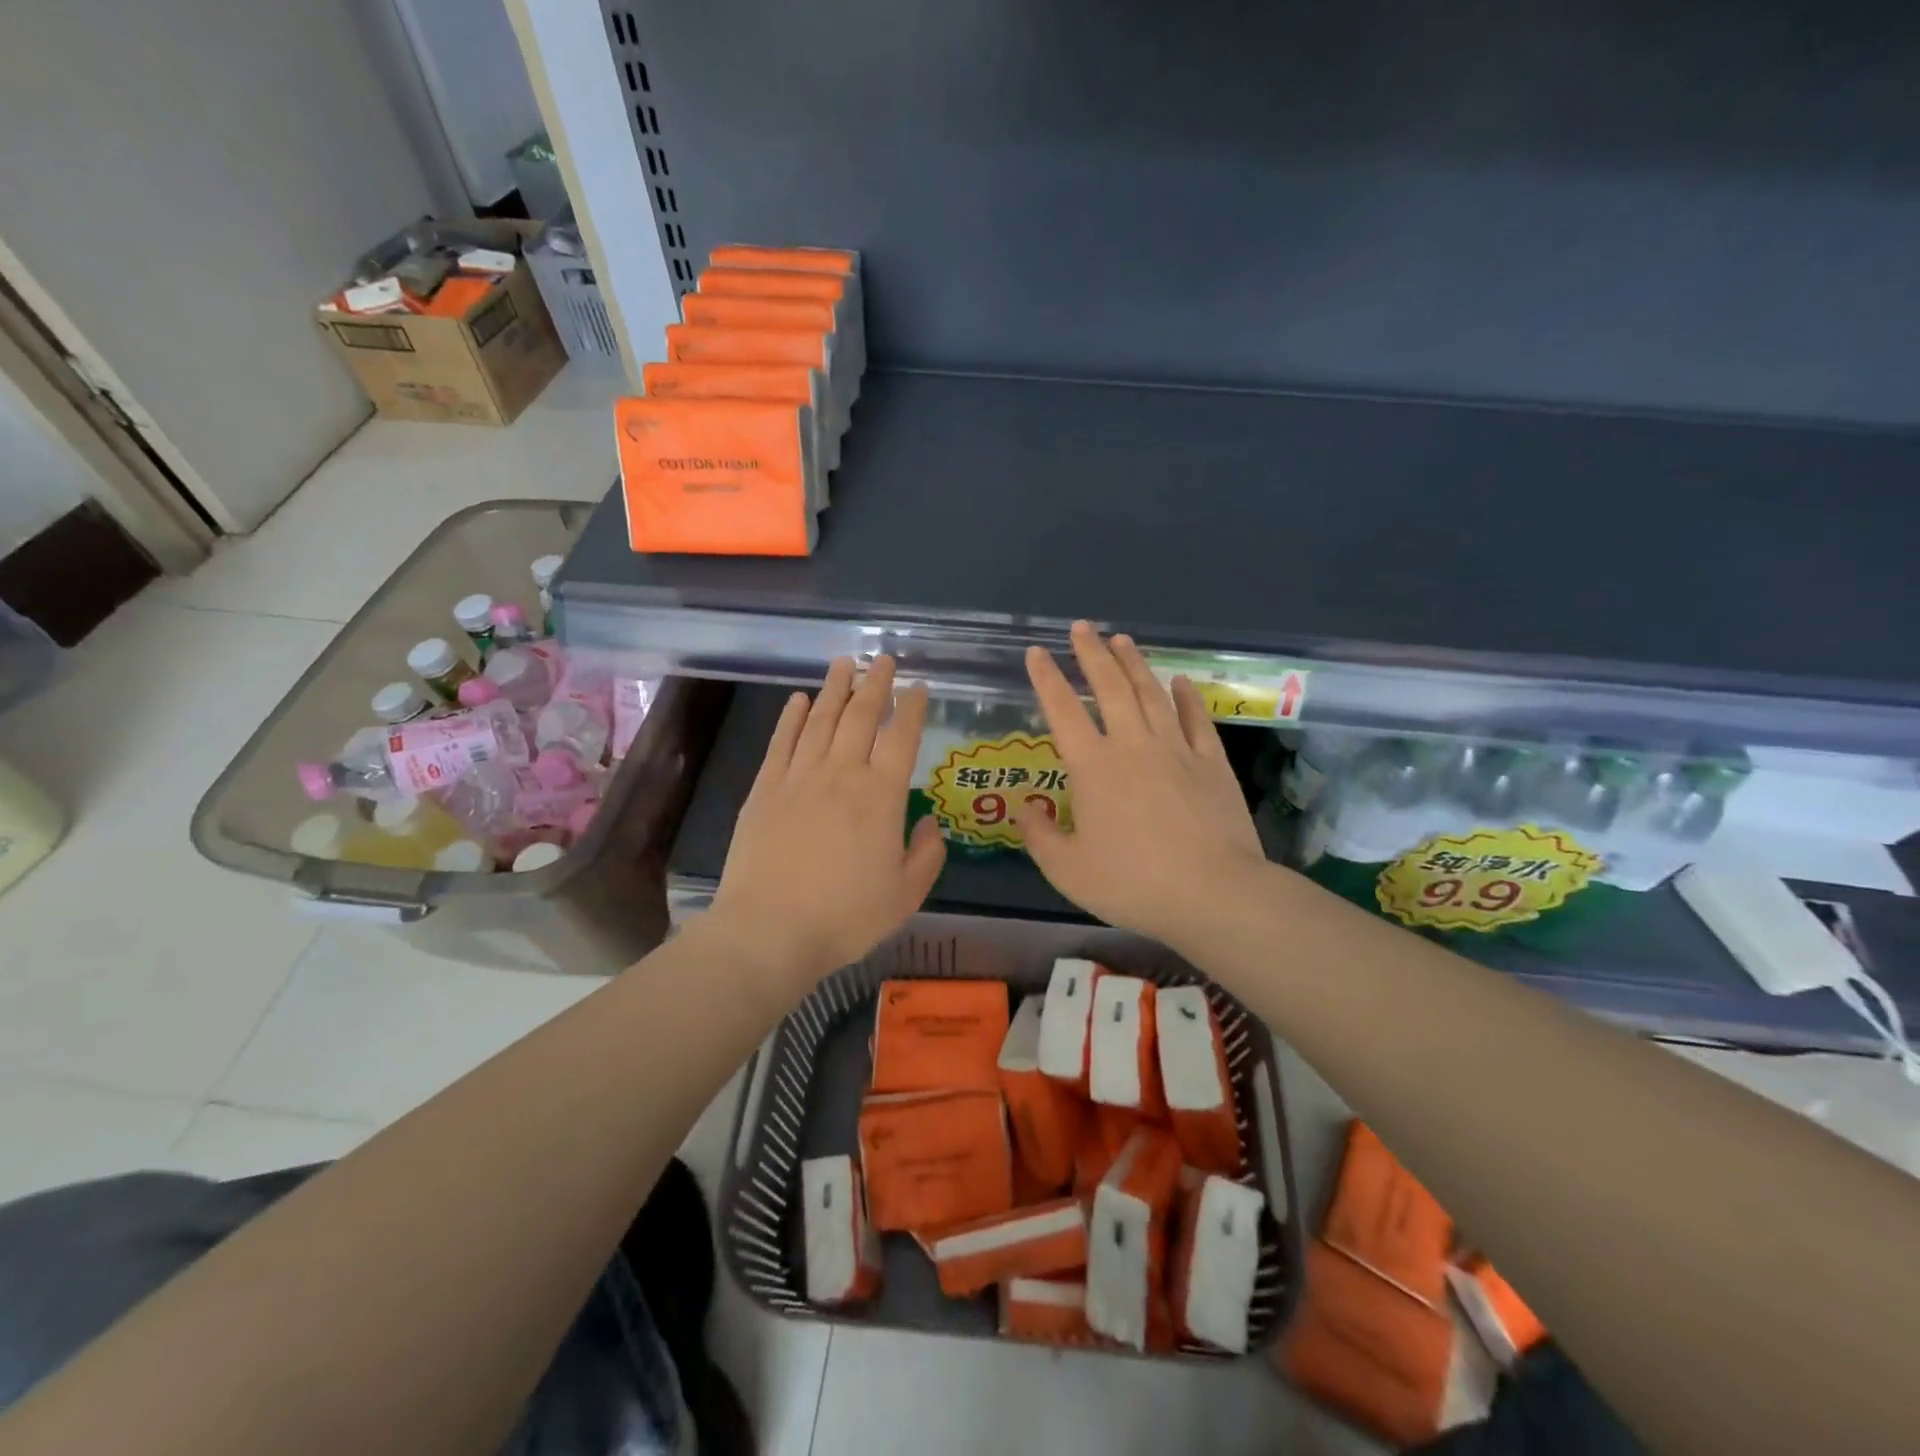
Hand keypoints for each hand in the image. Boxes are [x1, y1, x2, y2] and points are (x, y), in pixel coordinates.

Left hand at [706, 656, 945, 986]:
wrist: (769, 930)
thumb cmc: (845, 916)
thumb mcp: (905, 895)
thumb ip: (927, 854)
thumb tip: (930, 821)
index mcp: (881, 795)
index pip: (901, 737)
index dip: (912, 708)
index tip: (918, 687)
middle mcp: (841, 773)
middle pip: (861, 716)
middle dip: (875, 684)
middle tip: (883, 659)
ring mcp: (799, 777)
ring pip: (820, 719)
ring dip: (836, 688)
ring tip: (845, 662)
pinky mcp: (765, 788)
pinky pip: (782, 741)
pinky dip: (792, 716)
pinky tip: (799, 699)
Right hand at [1016, 622, 1267, 950]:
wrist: (1212, 893)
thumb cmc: (1132, 883)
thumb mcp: (1068, 870)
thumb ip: (1039, 836)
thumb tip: (1023, 808)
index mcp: (1093, 767)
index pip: (1063, 711)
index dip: (1047, 679)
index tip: (1037, 652)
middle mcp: (1132, 745)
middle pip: (1109, 688)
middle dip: (1092, 654)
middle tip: (1081, 627)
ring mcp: (1176, 749)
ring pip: (1151, 694)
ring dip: (1134, 664)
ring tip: (1121, 639)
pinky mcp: (1211, 762)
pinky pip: (1195, 719)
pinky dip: (1185, 696)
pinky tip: (1179, 680)